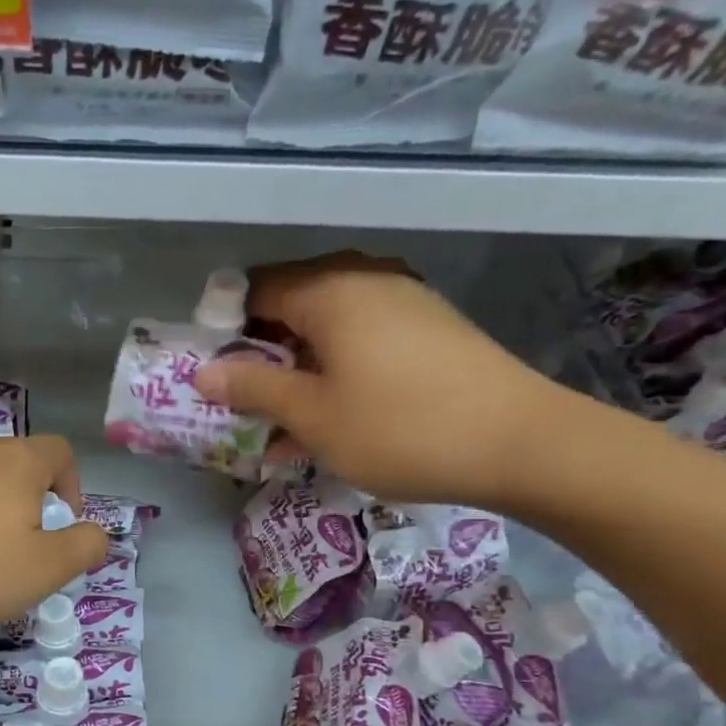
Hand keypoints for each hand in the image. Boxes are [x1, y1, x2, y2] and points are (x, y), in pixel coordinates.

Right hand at [192, 252, 577, 509]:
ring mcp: (404, 302)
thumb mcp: (312, 415)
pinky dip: (335, 374)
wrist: (522, 444)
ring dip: (296, 372)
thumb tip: (203, 373)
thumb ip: (253, 387)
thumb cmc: (399, 428)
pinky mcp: (429, 330)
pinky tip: (330, 420)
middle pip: (290, 307)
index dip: (224, 330)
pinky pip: (362, 342)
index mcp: (330, 290)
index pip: (254, 290)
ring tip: (281, 426)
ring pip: (326, 330)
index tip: (212, 375)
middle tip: (242, 405)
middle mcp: (365, 281)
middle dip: (260, 356)